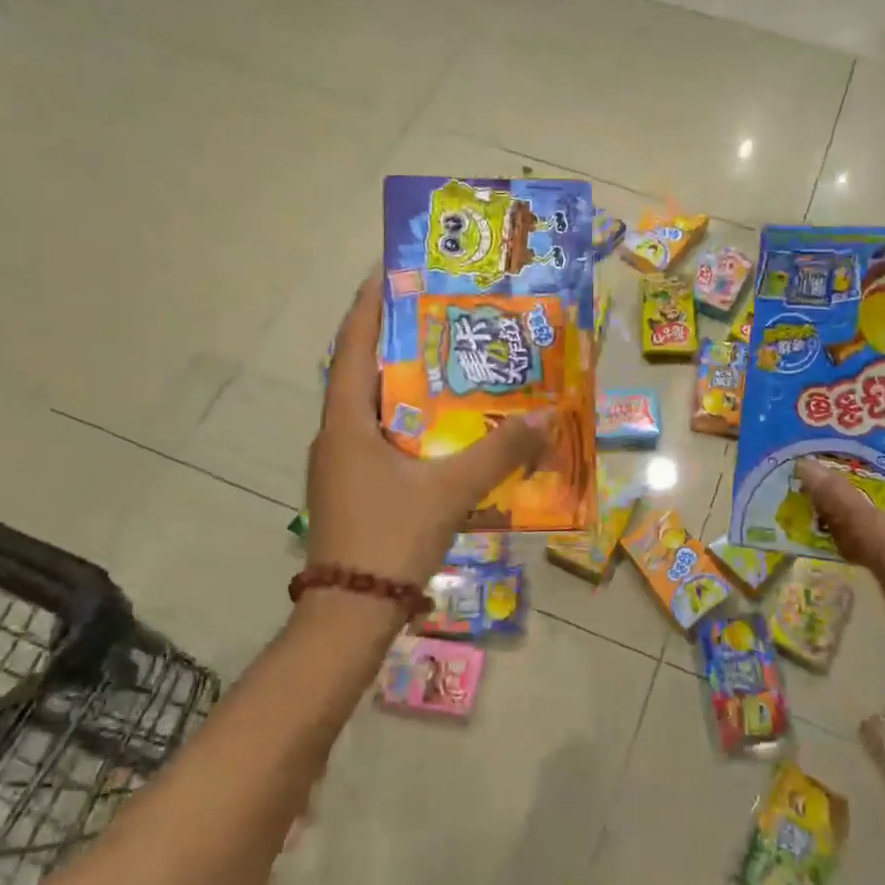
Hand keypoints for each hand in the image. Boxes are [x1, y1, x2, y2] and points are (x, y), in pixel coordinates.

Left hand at [304, 272, 552, 592]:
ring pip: (372, 409)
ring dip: (404, 386)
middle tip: (437, 317)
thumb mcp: (451, 491)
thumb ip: (500, 452)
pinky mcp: (352, 488)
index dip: (369, 305)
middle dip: (396, 341)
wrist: (349, 613)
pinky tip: (441, 430)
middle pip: (363, 373)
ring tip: (446, 365)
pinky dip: (408, 424)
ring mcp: (340, 465)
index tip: (389, 271)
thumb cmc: (390, 537)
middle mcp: (336, 435)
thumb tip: (548, 417)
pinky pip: (380, 439)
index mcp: (346, 422)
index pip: (353, 346)